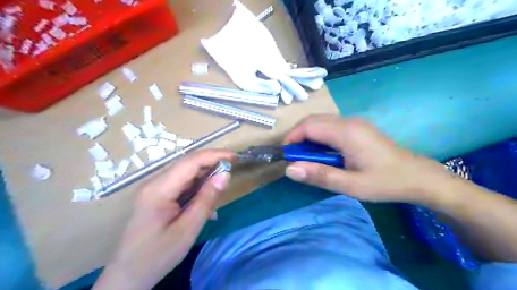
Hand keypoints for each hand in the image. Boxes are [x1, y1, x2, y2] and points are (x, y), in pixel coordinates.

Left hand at [93, 149, 233, 289]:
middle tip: (230, 174)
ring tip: (218, 192)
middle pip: (188, 164)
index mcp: (159, 189)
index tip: (235, 158)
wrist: (128, 276)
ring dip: (205, 178)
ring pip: (186, 174)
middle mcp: (155, 183)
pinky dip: (197, 189)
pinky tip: (205, 204)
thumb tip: (225, 175)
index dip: (215, 155)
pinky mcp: (157, 196)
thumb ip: (207, 199)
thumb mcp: (188, 229)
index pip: (191, 161)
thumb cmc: (158, 255)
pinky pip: (181, 185)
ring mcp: (154, 188)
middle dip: (211, 165)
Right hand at [283, 115, 453, 202]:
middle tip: (294, 157)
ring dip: (308, 136)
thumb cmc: (386, 182)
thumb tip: (290, 169)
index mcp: (346, 132)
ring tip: (306, 157)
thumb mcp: (351, 185)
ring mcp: (355, 123)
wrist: (419, 177)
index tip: (286, 156)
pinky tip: (323, 153)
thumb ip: (320, 176)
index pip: (308, 126)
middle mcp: (348, 122)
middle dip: (298, 135)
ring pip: (321, 122)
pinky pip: (331, 126)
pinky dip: (319, 137)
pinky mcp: (358, 128)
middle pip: (313, 120)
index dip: (292, 138)